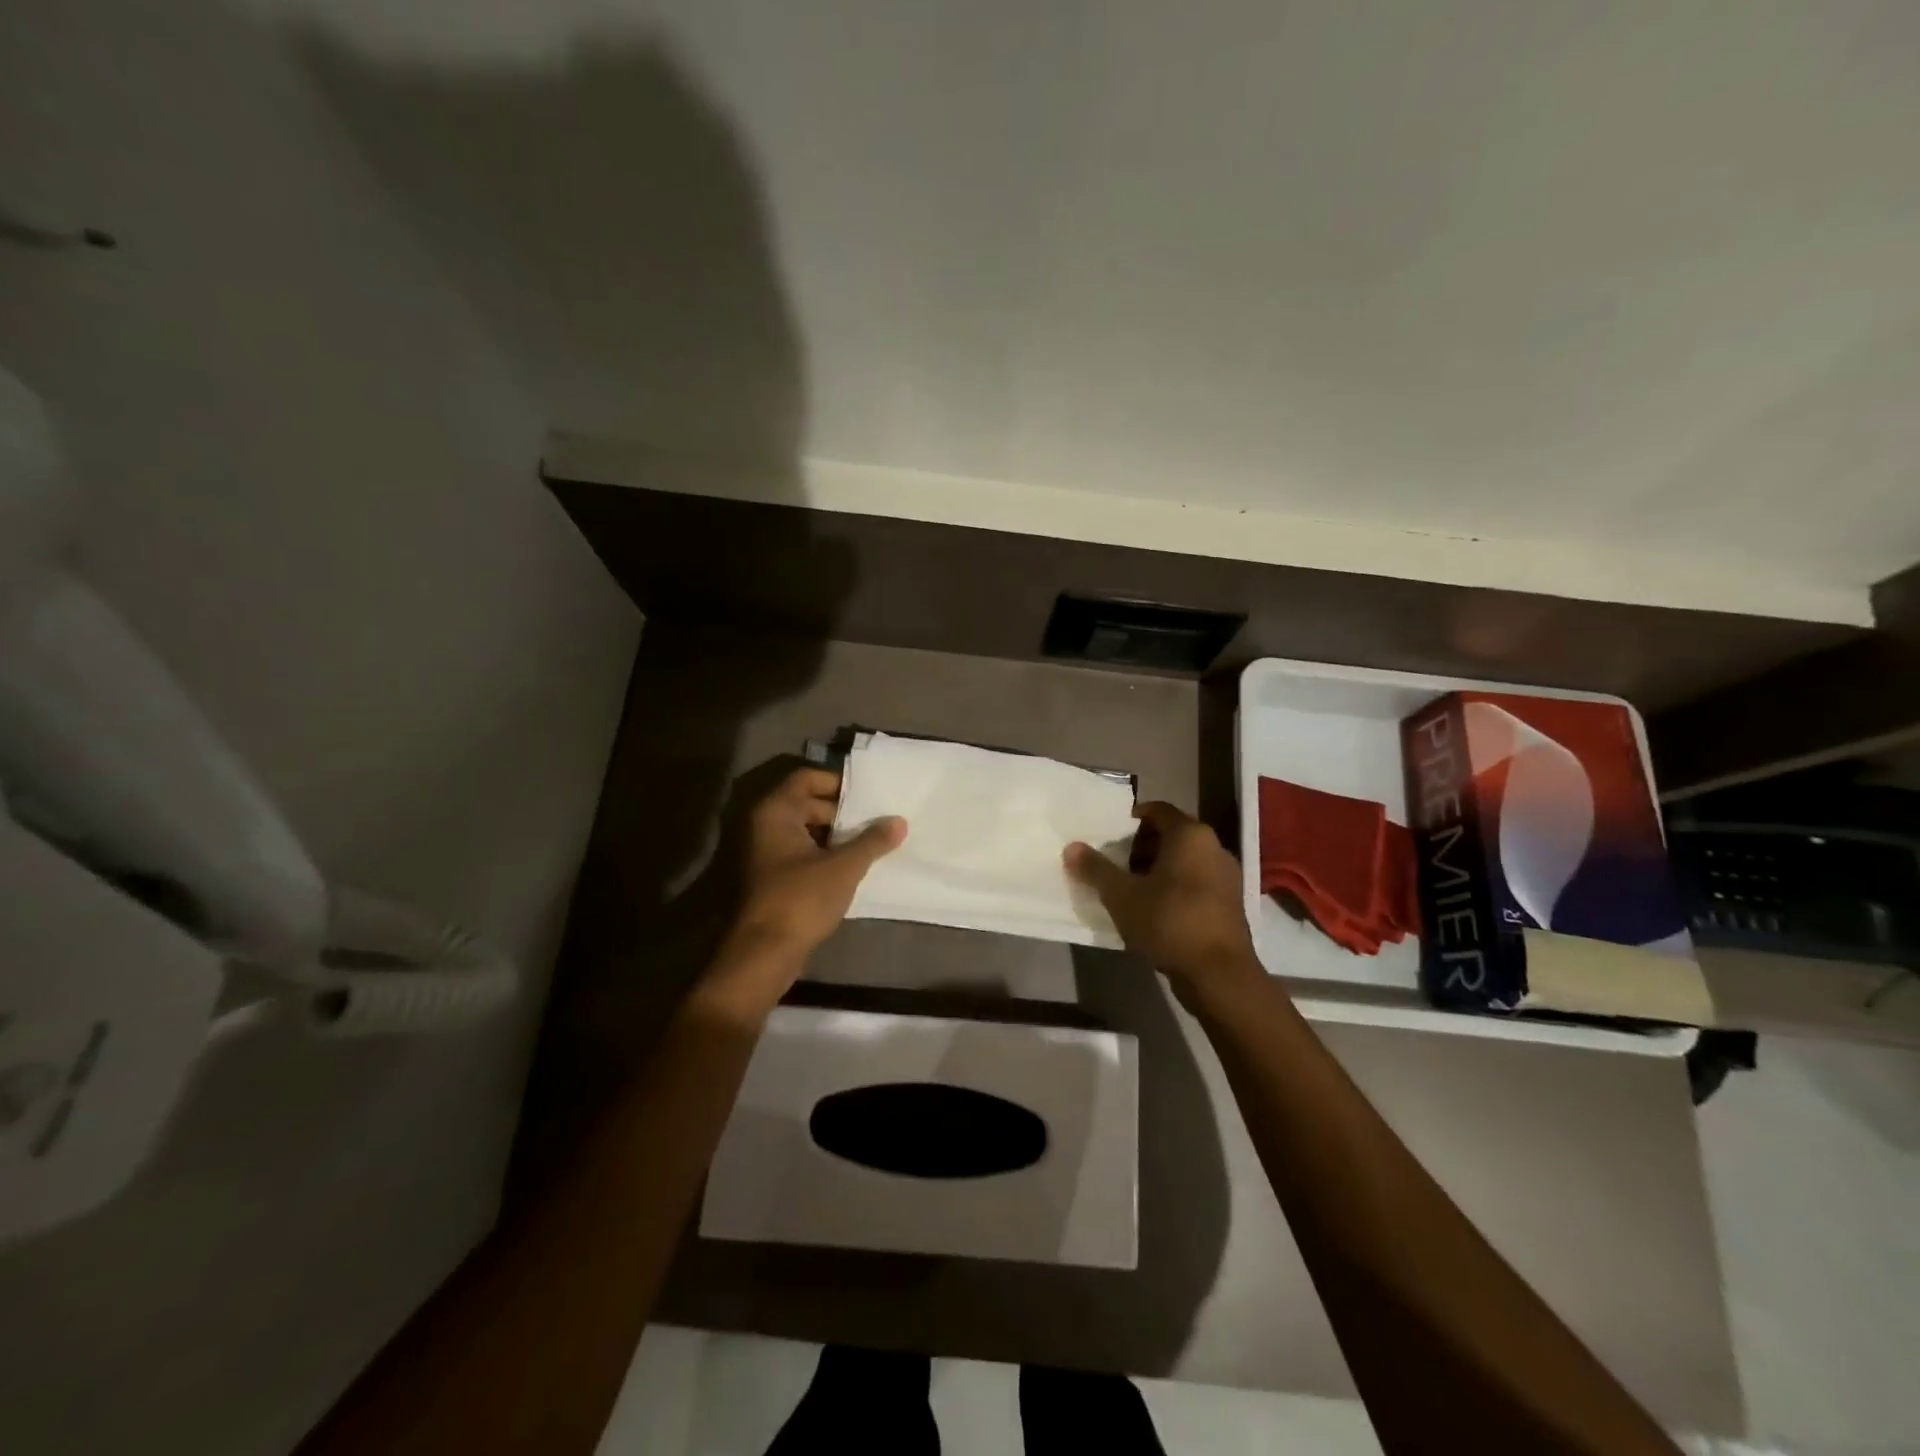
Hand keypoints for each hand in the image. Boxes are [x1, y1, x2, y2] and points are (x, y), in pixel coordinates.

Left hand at [725, 766, 906, 962]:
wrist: (764, 953)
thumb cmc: (801, 899)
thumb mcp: (844, 867)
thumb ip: (872, 841)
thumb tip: (899, 821)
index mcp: (776, 812)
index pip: (807, 778)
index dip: (838, 782)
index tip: (869, 795)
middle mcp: (765, 825)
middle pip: (807, 802)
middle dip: (842, 811)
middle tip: (876, 819)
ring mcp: (766, 852)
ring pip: (806, 830)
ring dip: (836, 834)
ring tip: (872, 841)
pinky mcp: (772, 877)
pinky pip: (802, 852)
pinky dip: (825, 853)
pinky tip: (853, 865)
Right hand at [1065, 801, 1258, 991]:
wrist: (1219, 975)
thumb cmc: (1169, 922)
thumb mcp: (1122, 895)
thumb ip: (1096, 868)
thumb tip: (1071, 847)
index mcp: (1190, 835)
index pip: (1157, 810)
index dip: (1131, 820)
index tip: (1110, 837)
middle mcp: (1214, 847)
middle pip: (1172, 835)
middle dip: (1141, 847)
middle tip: (1115, 864)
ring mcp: (1227, 877)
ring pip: (1185, 861)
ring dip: (1157, 870)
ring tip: (1130, 890)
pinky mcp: (1230, 904)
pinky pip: (1196, 883)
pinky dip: (1175, 888)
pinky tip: (1154, 911)